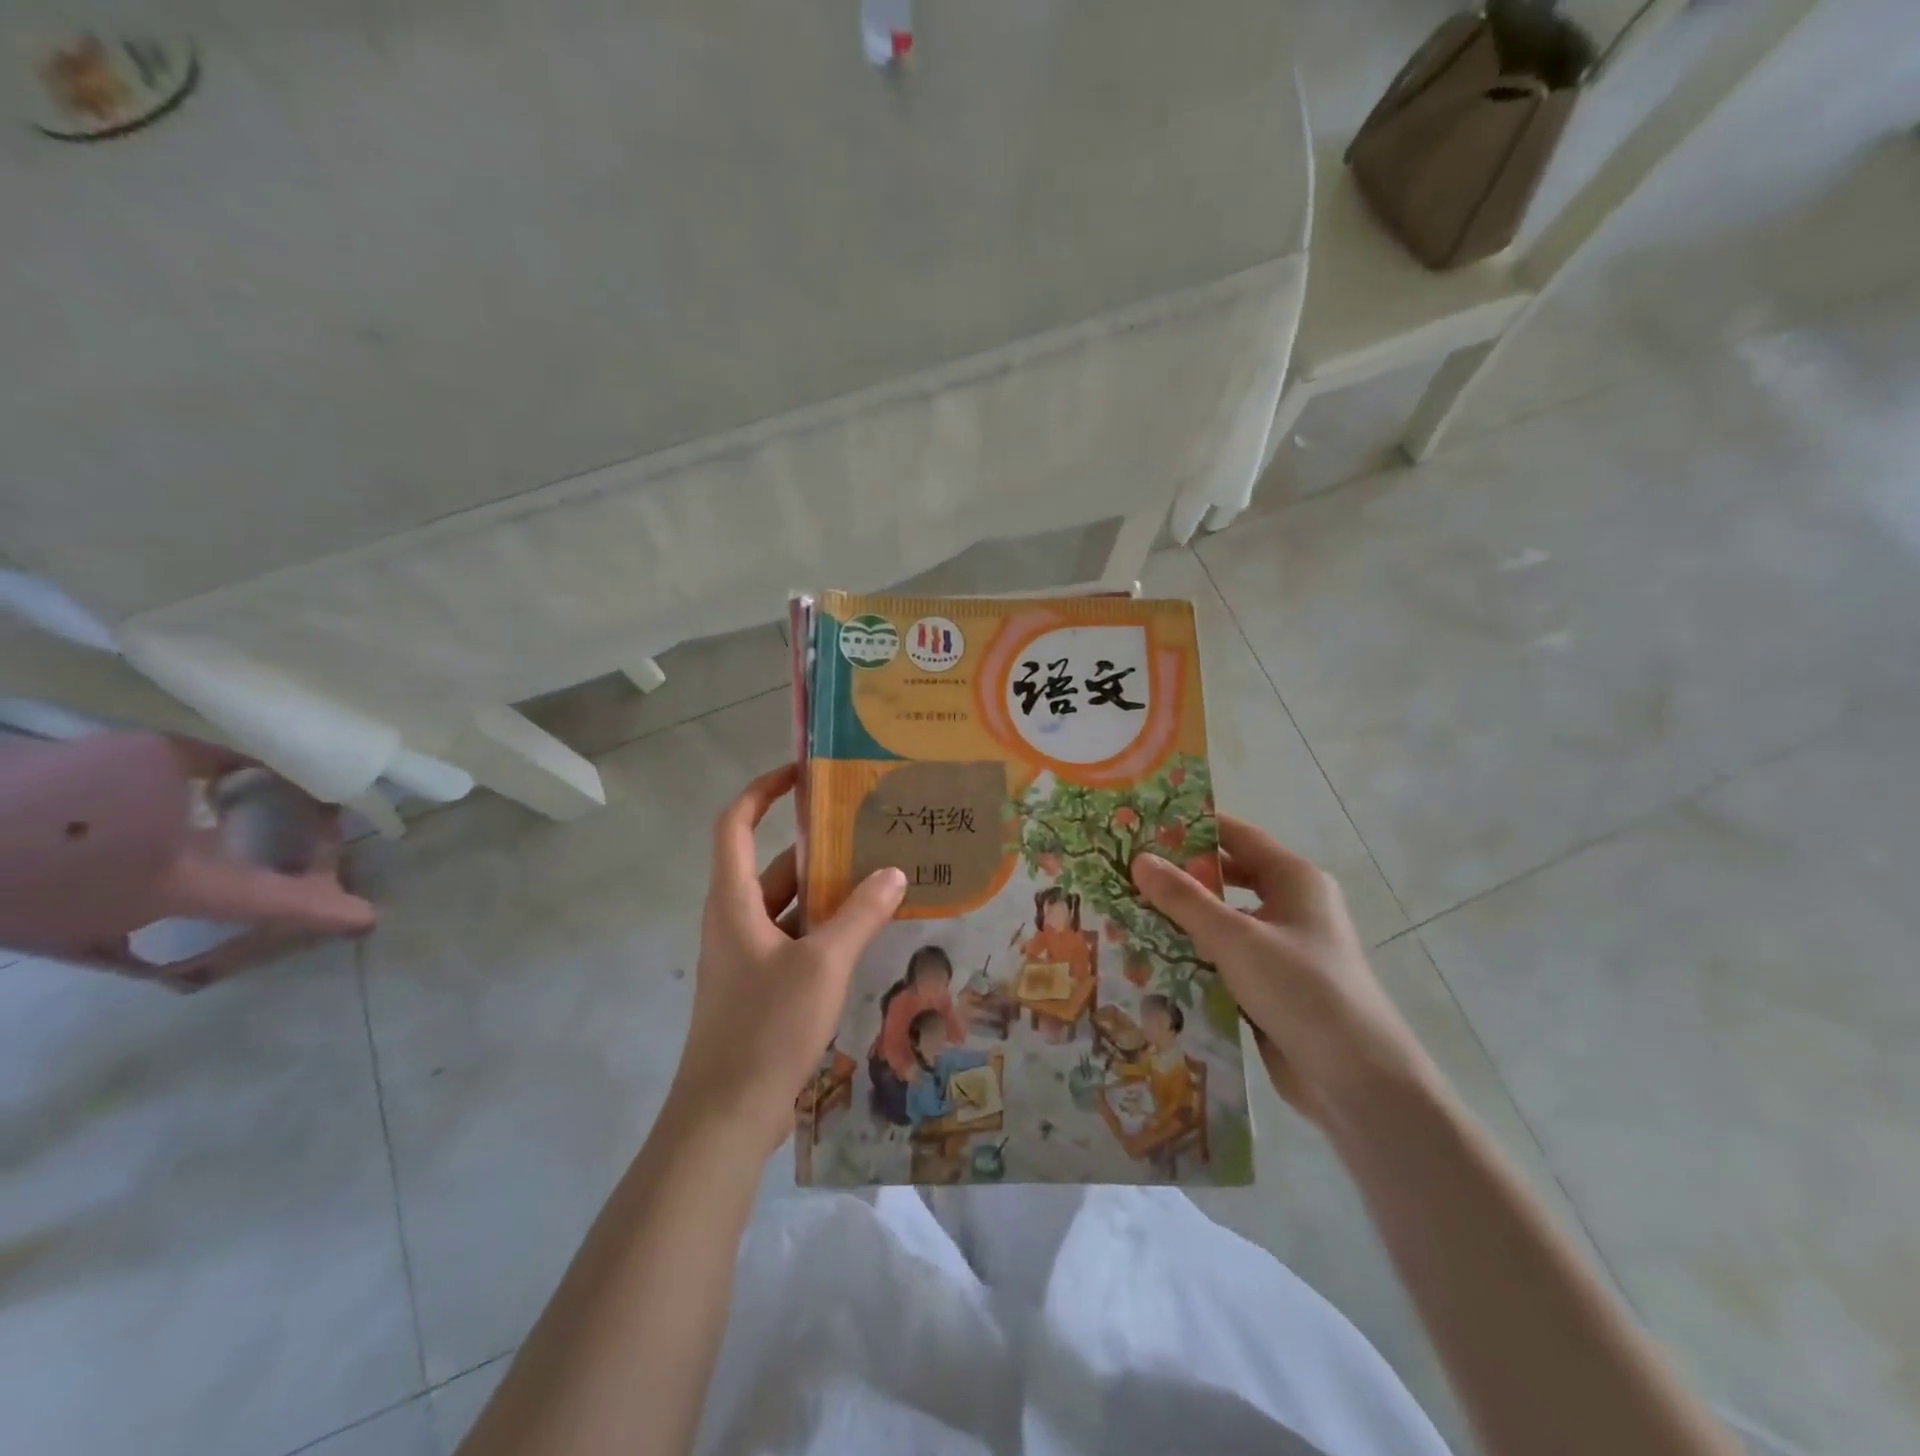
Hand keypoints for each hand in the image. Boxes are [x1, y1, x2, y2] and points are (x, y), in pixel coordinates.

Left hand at [669, 765, 905, 1155]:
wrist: (726, 1116)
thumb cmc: (766, 1027)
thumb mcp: (822, 964)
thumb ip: (860, 914)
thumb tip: (894, 872)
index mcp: (733, 901)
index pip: (735, 824)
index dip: (762, 791)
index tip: (803, 775)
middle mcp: (735, 920)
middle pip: (772, 865)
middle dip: (816, 844)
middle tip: (868, 829)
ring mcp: (747, 956)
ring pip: (788, 905)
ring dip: (827, 890)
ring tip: (880, 874)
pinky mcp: (761, 987)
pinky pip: (796, 939)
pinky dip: (826, 928)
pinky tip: (867, 932)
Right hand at [1131, 815, 1436, 1128]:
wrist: (1357, 1082)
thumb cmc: (1302, 990)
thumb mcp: (1236, 938)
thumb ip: (1185, 899)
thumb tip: (1139, 859)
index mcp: (1294, 879)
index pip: (1235, 835)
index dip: (1191, 825)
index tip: (1143, 822)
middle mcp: (1291, 905)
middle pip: (1227, 877)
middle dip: (1180, 875)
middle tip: (1126, 869)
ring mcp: (1283, 948)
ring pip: (1223, 920)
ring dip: (1183, 918)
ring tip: (1127, 910)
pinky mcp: (1272, 985)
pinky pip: (1225, 957)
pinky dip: (1195, 954)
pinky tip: (1151, 957)